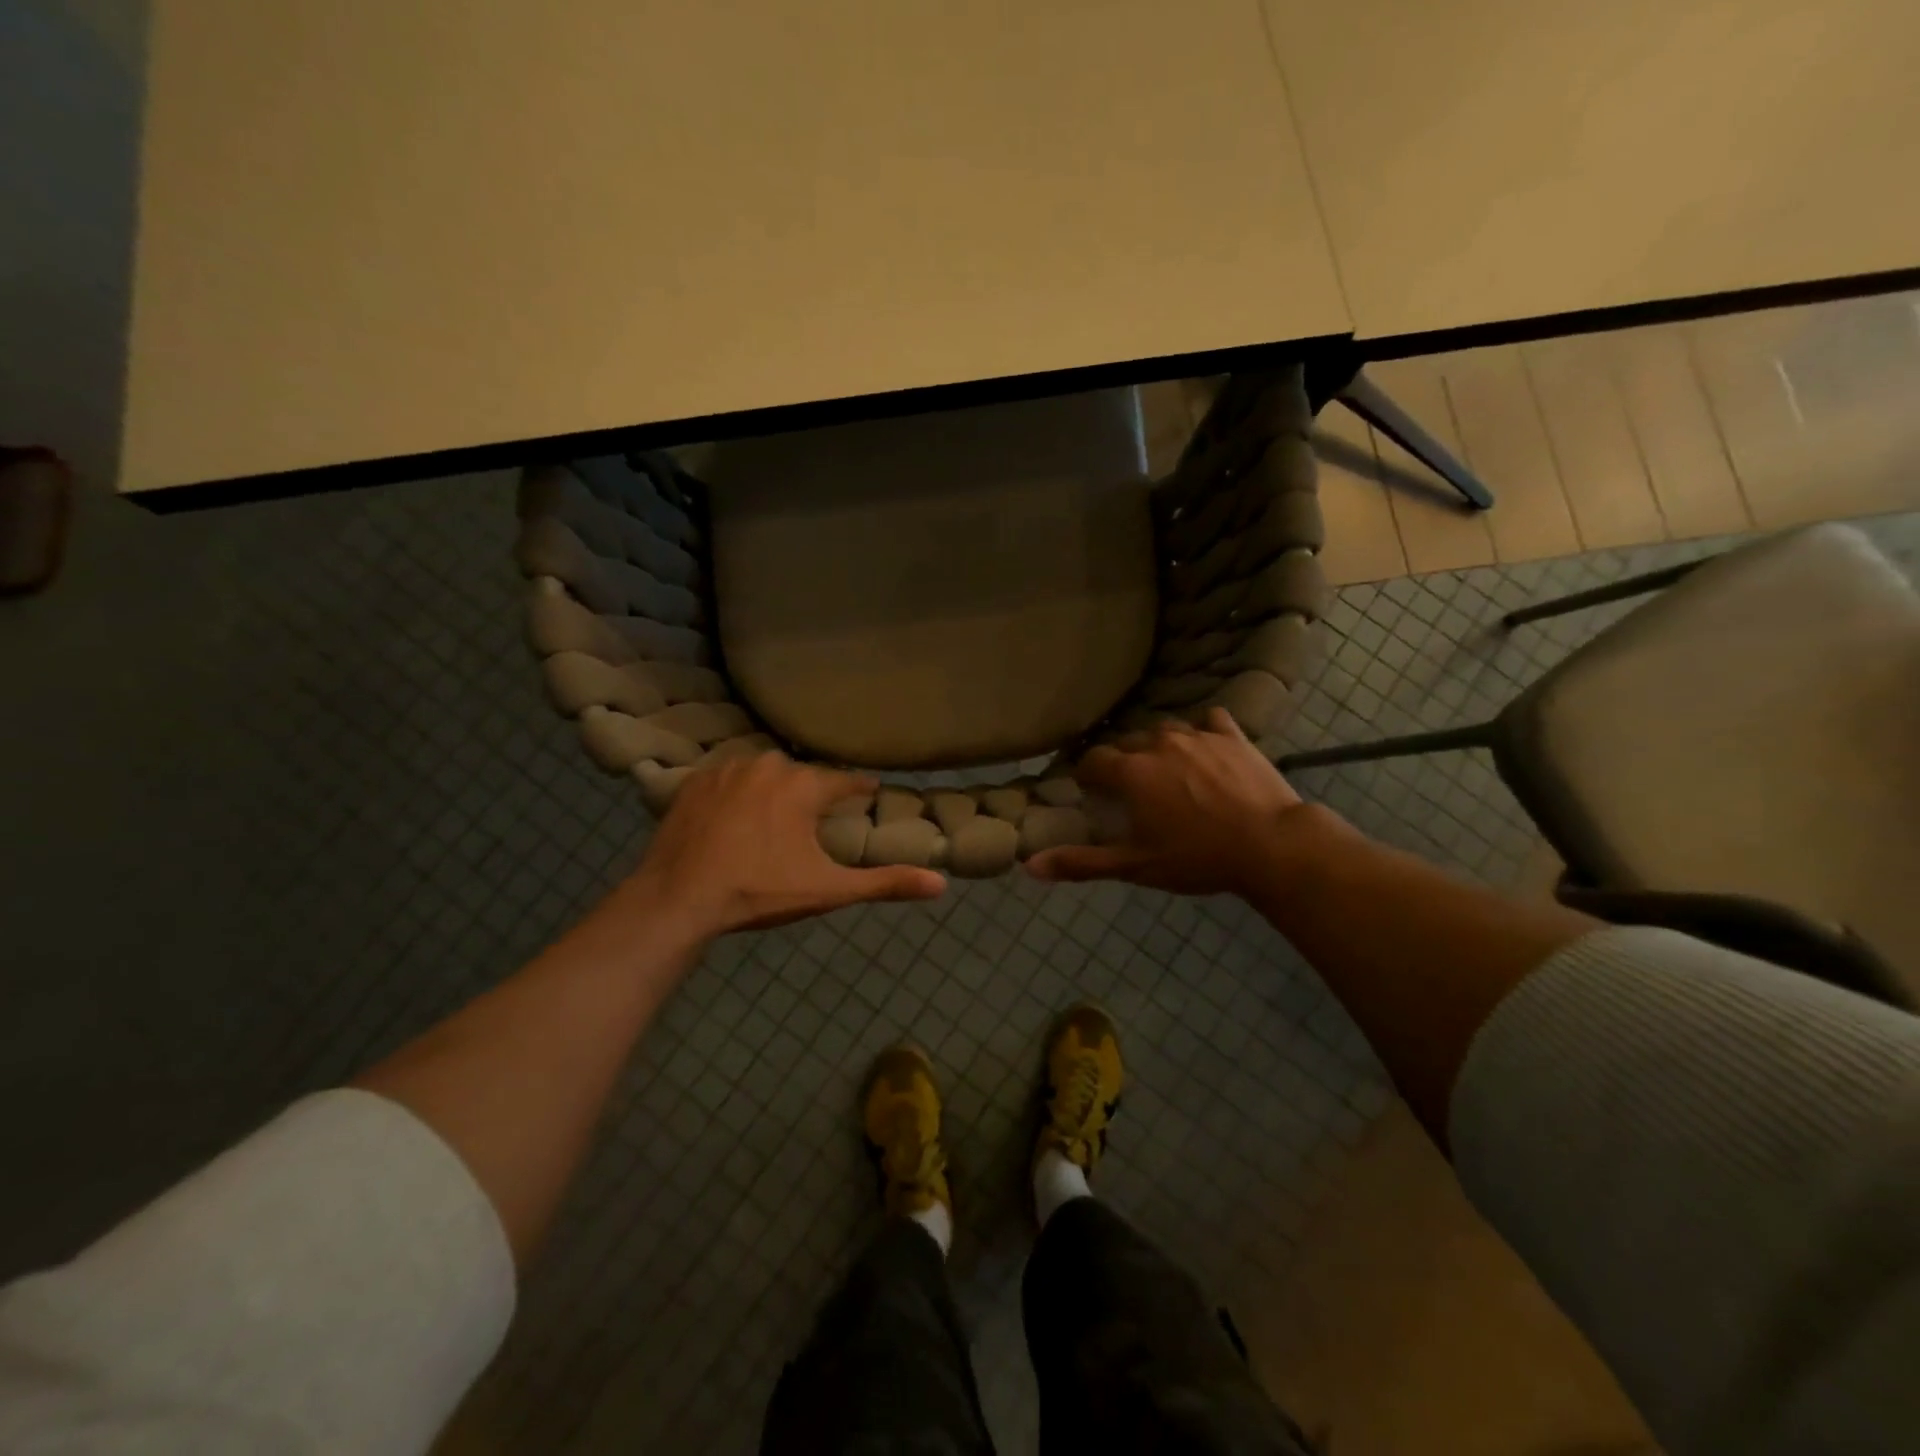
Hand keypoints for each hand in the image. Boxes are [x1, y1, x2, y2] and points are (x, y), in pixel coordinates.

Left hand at [624, 753, 946, 939]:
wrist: (678, 898)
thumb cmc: (759, 891)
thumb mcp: (827, 890)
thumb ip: (884, 883)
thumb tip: (941, 884)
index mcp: (802, 786)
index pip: (844, 780)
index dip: (859, 789)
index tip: (869, 792)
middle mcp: (768, 765)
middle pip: (802, 775)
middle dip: (812, 794)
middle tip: (814, 819)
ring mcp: (726, 769)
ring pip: (764, 773)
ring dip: (773, 790)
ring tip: (773, 818)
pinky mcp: (694, 782)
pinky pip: (729, 778)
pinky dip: (738, 792)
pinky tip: (735, 816)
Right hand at [1026, 708, 1330, 896]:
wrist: (1272, 846)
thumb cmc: (1198, 858)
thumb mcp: (1135, 866)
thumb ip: (1081, 862)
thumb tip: (1028, 866)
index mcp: (1131, 772)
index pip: (1093, 760)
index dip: (1087, 774)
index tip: (1090, 790)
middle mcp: (1158, 743)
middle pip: (1127, 743)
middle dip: (1122, 762)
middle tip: (1130, 789)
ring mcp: (1198, 735)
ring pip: (1164, 730)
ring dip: (1157, 746)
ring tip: (1165, 769)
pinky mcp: (1232, 735)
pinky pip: (1209, 720)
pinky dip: (1202, 731)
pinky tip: (1206, 747)